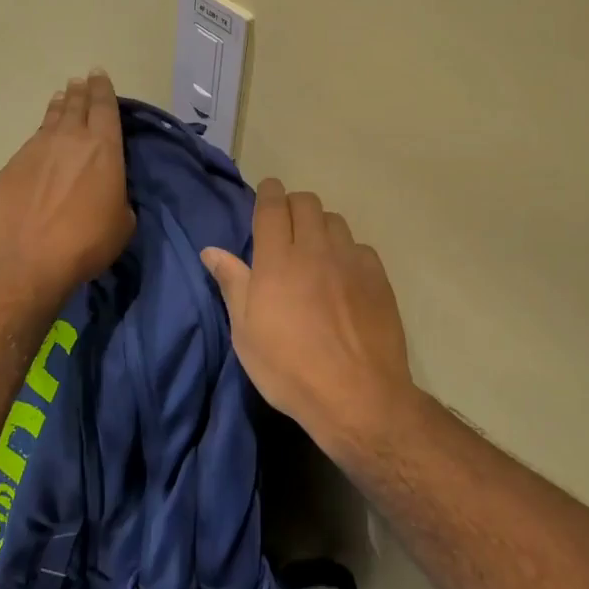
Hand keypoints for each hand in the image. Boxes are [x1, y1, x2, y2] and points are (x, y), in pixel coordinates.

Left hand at [0, 71, 134, 305]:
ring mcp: (37, 149)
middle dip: (81, 91)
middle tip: (81, 82)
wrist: (24, 260)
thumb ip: (119, 197)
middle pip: (76, 104)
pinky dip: (42, 132)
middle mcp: (70, 139)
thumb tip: (110, 192)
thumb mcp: (122, 223)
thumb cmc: (85, 243)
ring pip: (52, 117)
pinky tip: (43, 139)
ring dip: (60, 106)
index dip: (103, 89)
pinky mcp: (14, 164)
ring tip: (62, 98)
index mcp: (104, 148)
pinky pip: (34, 139)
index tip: (99, 76)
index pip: (105, 107)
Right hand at [201, 180, 414, 451]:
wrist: (358, 396)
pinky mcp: (377, 277)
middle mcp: (315, 250)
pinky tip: (343, 277)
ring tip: (315, 251)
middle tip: (286, 227)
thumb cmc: (289, 369)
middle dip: (293, 205)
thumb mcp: (246, 333)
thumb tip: (211, 250)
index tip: (267, 192)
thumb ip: (232, 284)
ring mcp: (351, 261)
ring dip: (320, 226)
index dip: (268, 193)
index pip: (272, 206)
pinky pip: (359, 247)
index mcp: (277, 260)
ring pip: (335, 221)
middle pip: (307, 203)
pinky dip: (346, 252)